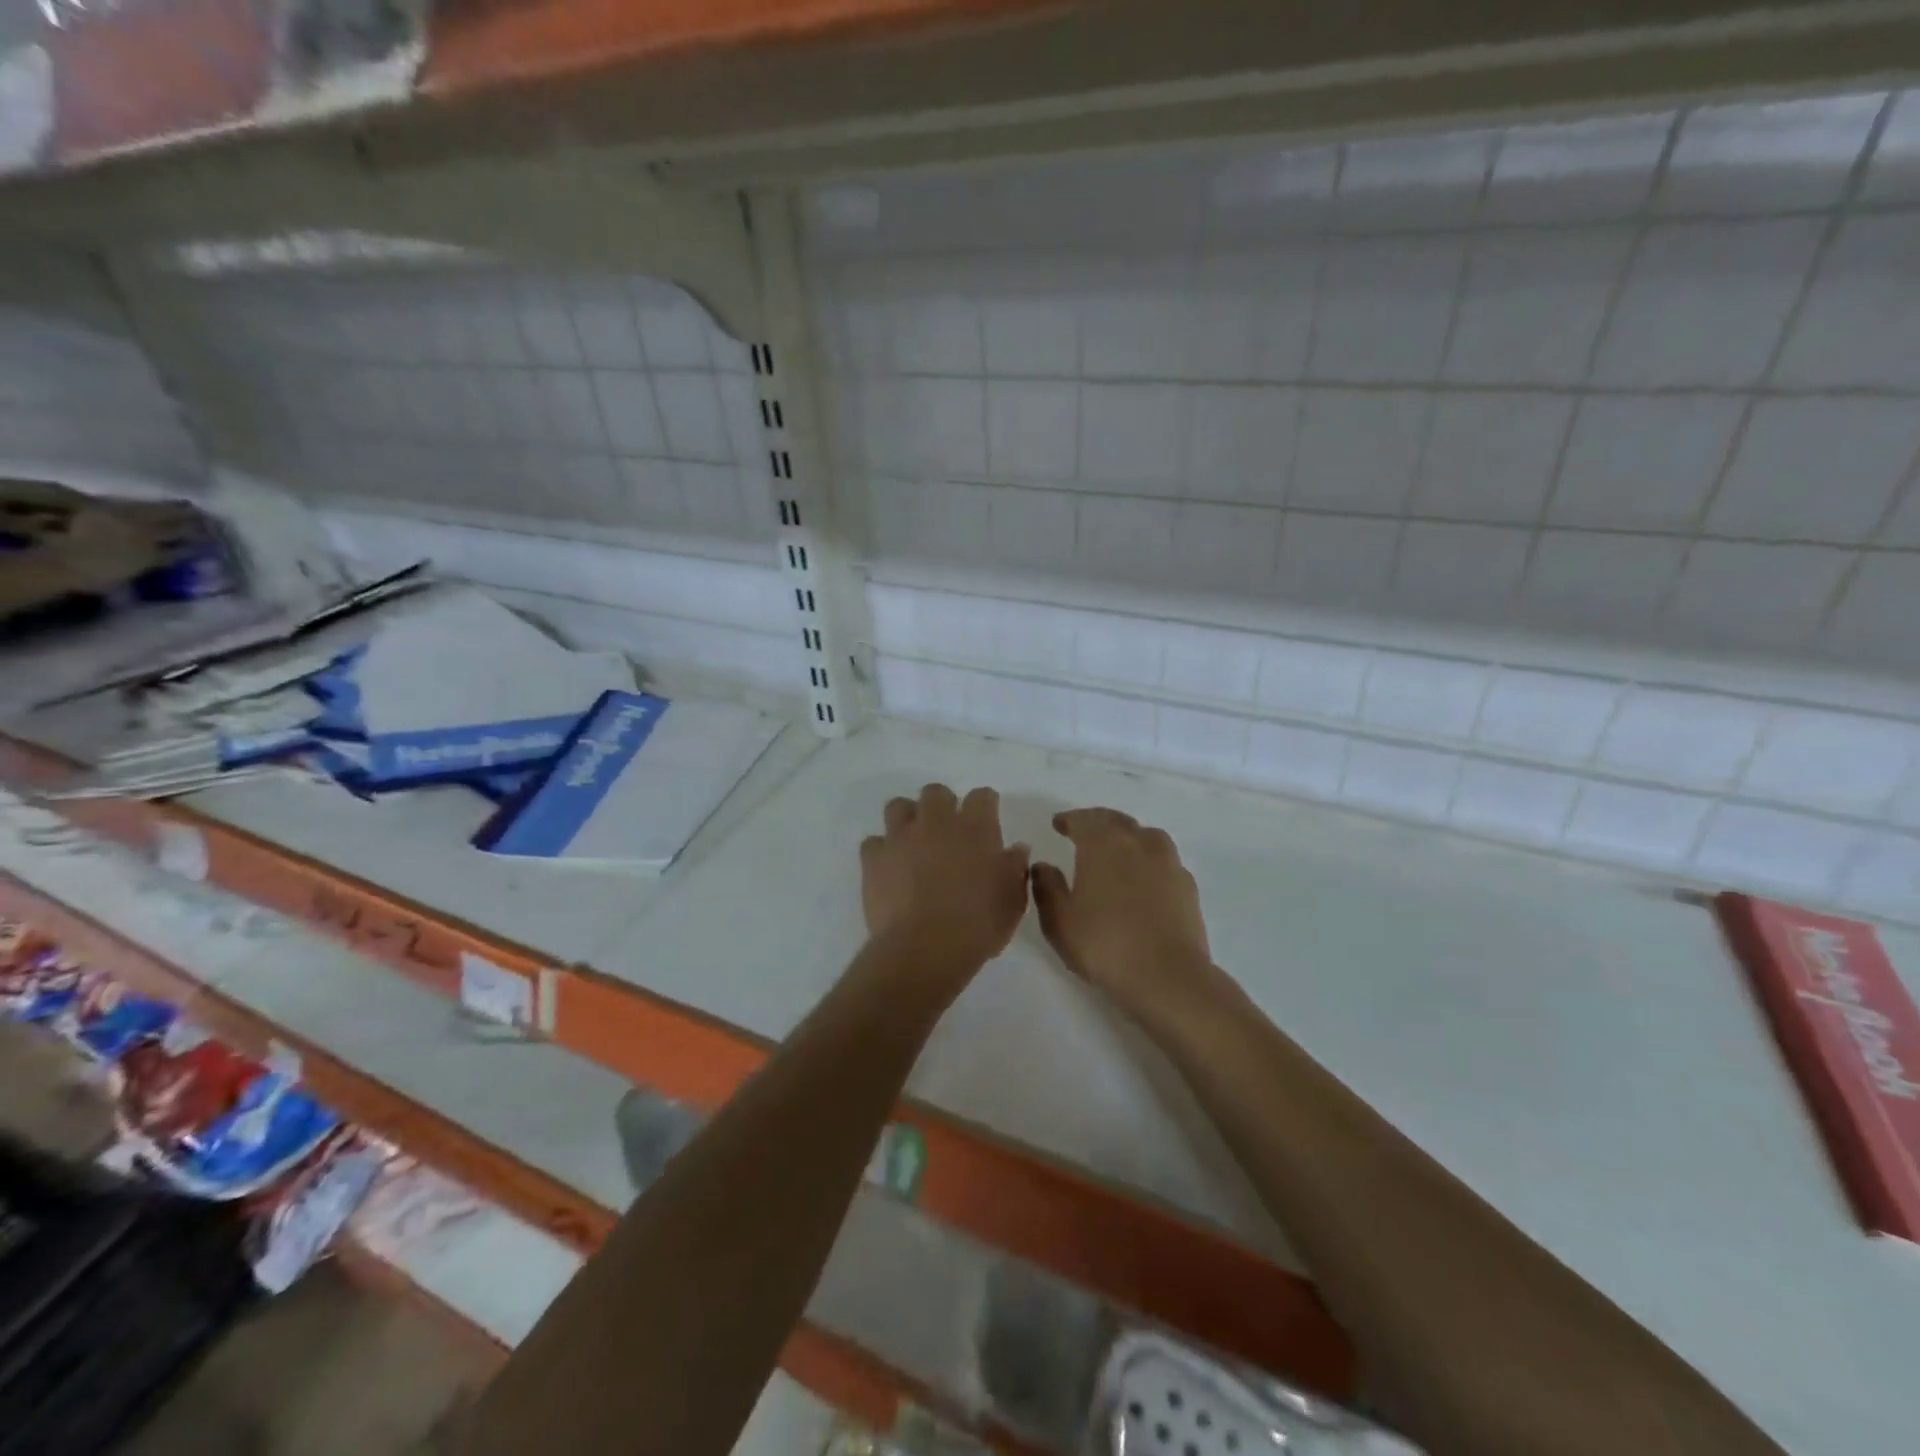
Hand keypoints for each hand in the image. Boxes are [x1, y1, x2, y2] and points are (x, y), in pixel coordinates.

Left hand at [861, 784, 1030, 984]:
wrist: (926, 948)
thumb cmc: (979, 925)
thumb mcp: (1012, 901)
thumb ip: (1014, 869)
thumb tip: (1016, 849)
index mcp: (975, 827)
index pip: (982, 796)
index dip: (985, 805)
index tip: (987, 818)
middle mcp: (936, 822)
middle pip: (936, 793)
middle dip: (942, 805)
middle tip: (947, 831)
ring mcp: (901, 837)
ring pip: (898, 806)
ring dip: (907, 819)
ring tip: (914, 843)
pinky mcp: (874, 858)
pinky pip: (874, 843)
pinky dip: (881, 851)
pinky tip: (889, 868)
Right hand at [1031, 808, 1223, 1019]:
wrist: (1168, 977)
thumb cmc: (1104, 945)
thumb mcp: (1059, 921)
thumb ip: (1047, 887)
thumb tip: (1042, 865)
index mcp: (1103, 844)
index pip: (1084, 820)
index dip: (1069, 820)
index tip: (1058, 824)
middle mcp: (1138, 843)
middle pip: (1116, 821)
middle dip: (1098, 822)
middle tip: (1084, 830)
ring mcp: (1168, 862)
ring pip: (1146, 836)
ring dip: (1128, 836)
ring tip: (1118, 849)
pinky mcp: (1187, 885)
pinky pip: (1164, 860)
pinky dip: (1150, 860)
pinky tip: (1144, 877)